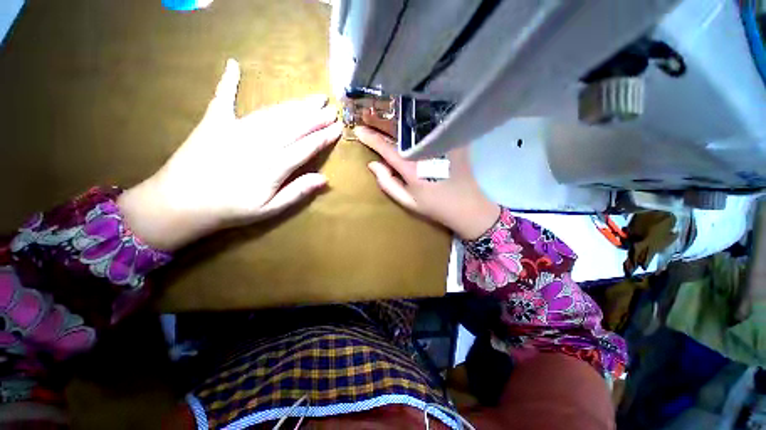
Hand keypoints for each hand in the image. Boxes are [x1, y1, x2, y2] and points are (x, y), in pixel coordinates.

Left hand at [118, 59, 341, 250]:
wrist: (180, 203)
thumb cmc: (231, 209)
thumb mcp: (270, 209)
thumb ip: (297, 192)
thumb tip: (324, 179)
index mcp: (274, 165)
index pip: (307, 146)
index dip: (324, 137)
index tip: (339, 128)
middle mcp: (259, 142)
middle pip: (294, 126)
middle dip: (316, 117)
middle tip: (332, 108)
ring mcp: (236, 129)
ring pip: (274, 113)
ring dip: (296, 104)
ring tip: (313, 98)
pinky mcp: (214, 122)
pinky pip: (223, 98)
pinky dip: (228, 82)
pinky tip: (233, 65)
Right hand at [355, 110, 498, 240]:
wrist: (467, 206)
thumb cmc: (434, 206)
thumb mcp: (407, 201)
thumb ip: (387, 183)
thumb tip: (373, 164)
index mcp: (411, 167)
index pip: (386, 147)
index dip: (371, 138)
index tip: (358, 130)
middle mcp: (424, 150)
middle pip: (399, 131)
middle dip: (381, 122)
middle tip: (367, 115)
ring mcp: (440, 143)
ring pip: (414, 126)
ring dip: (397, 119)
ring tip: (384, 114)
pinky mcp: (452, 140)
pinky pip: (431, 127)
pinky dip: (417, 121)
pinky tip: (409, 118)